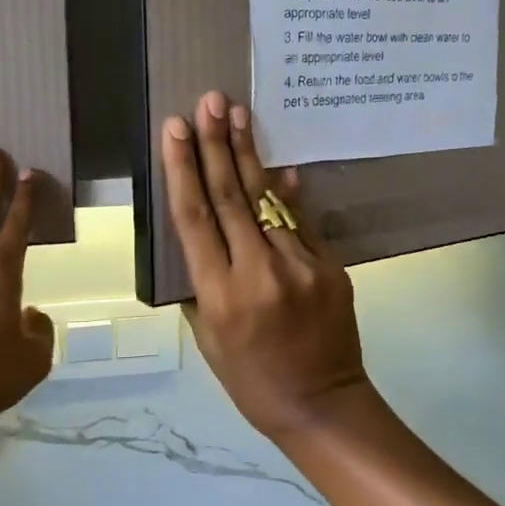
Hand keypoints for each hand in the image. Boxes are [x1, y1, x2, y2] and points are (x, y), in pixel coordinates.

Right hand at [162, 92, 373, 440]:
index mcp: (220, 295)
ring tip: (237, 114)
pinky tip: (276, 163)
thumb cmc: (252, 381)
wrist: (323, 404)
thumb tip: (206, 232)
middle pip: (230, 196)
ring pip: (266, 200)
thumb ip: (202, 283)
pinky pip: (300, 221)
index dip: (182, 168)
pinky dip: (285, 192)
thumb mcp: (208, 340)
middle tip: (210, 101)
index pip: (195, 218)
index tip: (175, 128)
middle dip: (215, 145)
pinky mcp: (329, 266)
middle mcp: (258, 272)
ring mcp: (300, 266)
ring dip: (248, 154)